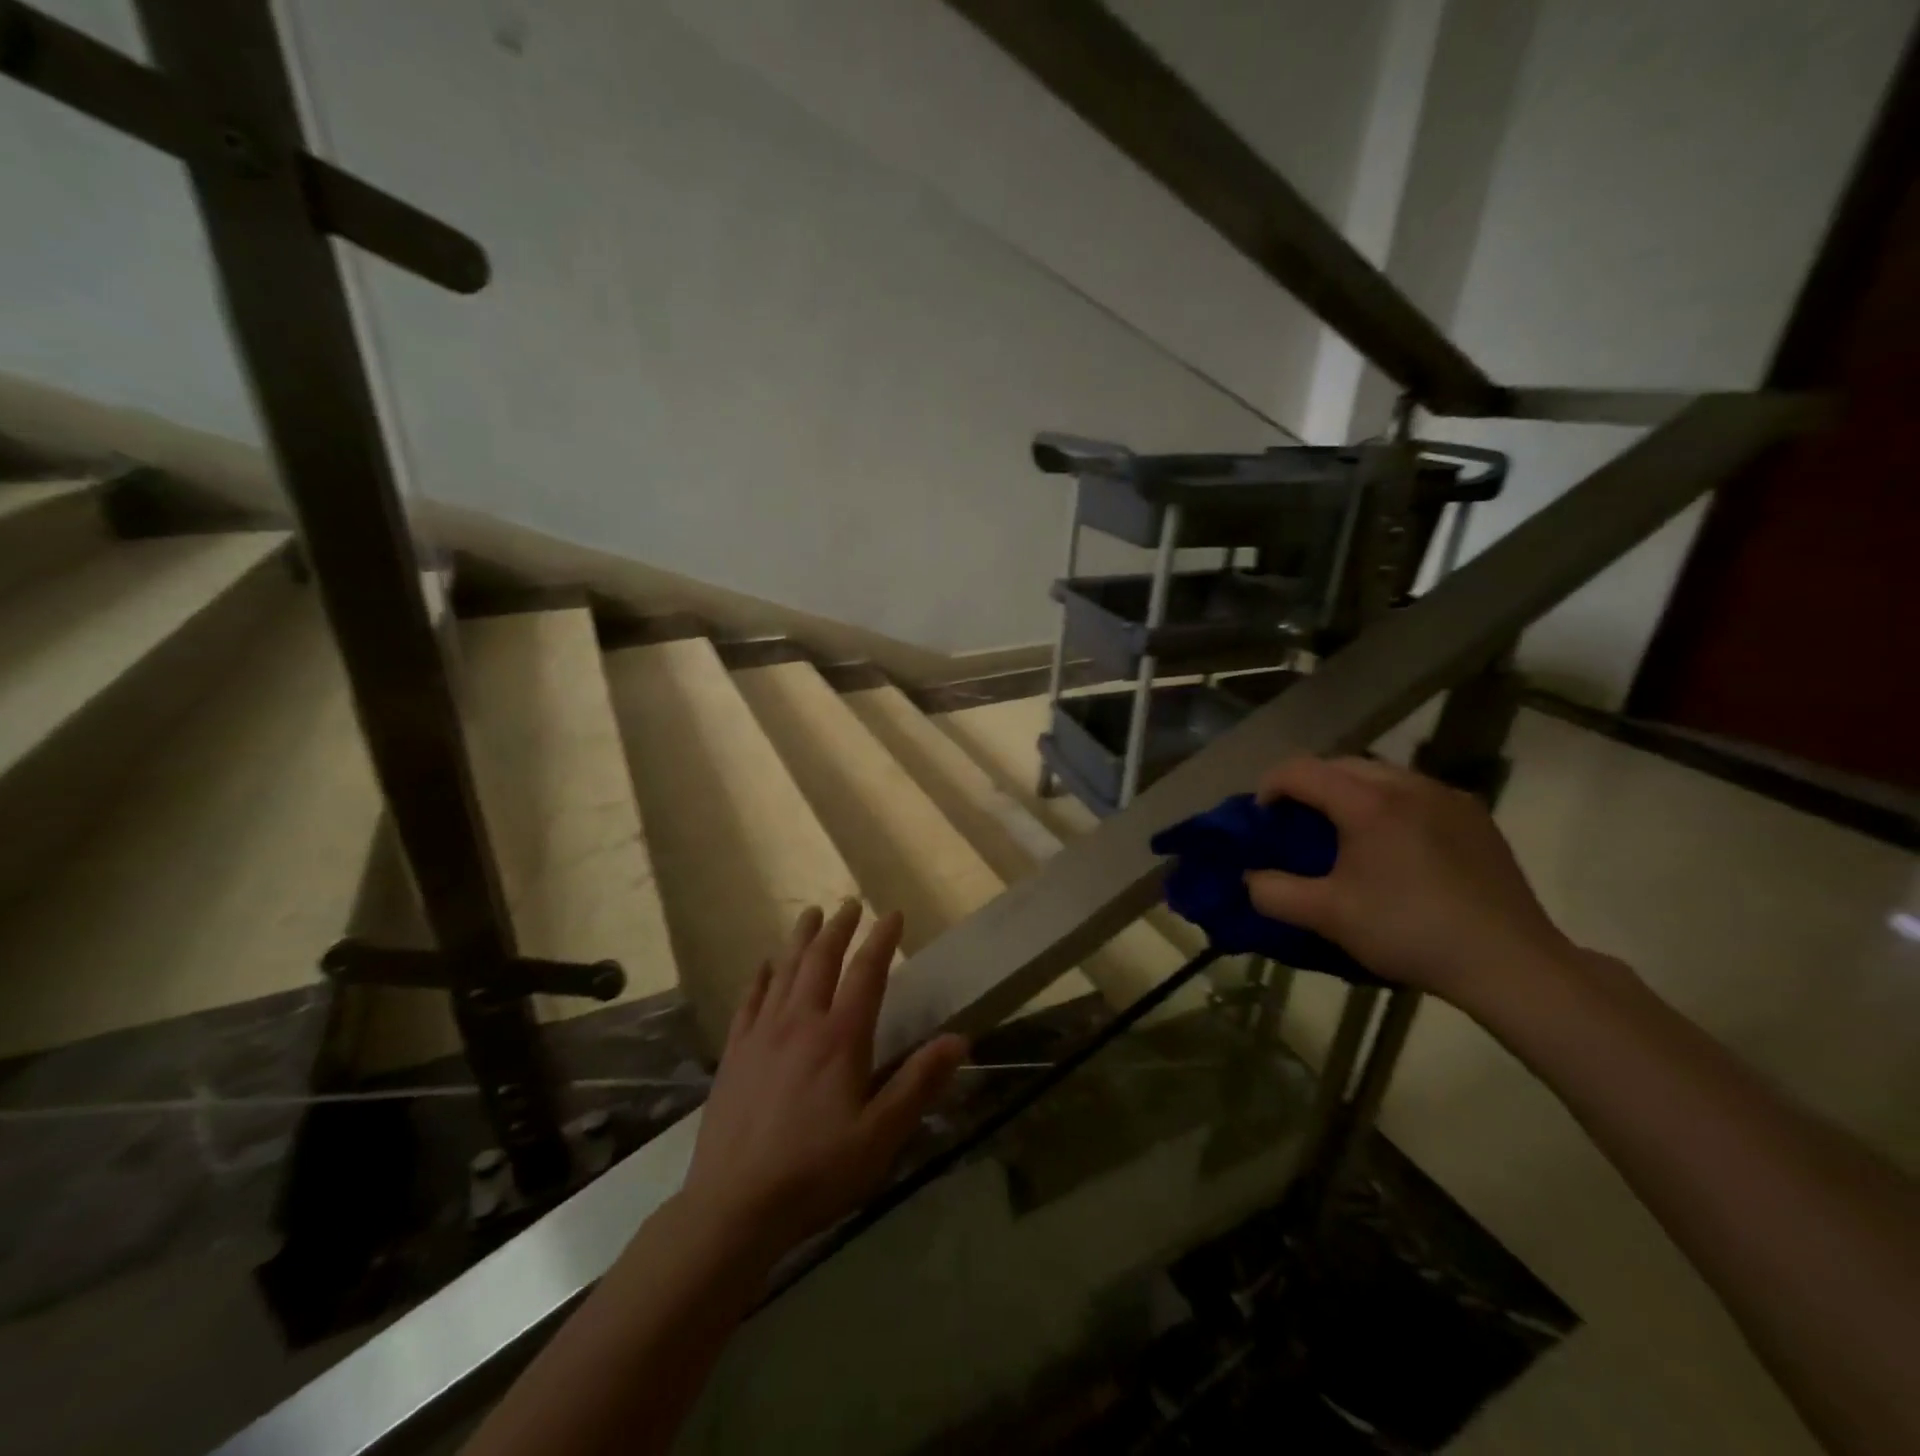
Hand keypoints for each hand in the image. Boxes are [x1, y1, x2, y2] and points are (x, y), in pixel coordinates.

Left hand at [681, 901, 968, 1260]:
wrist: (733, 1206)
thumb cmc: (816, 1172)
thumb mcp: (881, 1136)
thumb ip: (918, 1084)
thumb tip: (959, 1039)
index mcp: (840, 1038)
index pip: (866, 973)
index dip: (882, 940)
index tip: (893, 914)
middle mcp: (801, 1022)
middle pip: (821, 960)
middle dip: (839, 928)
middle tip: (849, 903)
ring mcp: (762, 1034)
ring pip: (784, 971)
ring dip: (800, 939)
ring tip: (810, 915)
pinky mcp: (735, 1053)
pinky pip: (749, 1000)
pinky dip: (760, 977)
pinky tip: (764, 966)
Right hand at [1245, 756, 1579, 1008]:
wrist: (1510, 963)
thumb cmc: (1410, 931)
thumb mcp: (1328, 916)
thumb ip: (1274, 892)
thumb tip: (1250, 878)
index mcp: (1368, 802)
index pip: (1300, 770)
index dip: (1270, 786)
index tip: (1262, 819)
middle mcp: (1408, 785)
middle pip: (1341, 764)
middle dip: (1308, 786)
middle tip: (1297, 824)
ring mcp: (1448, 797)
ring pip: (1381, 775)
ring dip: (1349, 792)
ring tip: (1344, 833)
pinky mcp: (1475, 817)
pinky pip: (1415, 793)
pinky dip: (1388, 804)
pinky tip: (1394, 846)